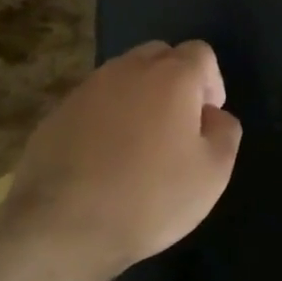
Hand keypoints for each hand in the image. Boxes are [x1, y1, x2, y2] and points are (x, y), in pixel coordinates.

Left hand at [1, 40, 240, 276]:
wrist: (62, 227)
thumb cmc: (150, 197)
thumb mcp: (213, 173)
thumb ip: (225, 132)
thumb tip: (212, 115)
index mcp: (171, 76)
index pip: (201, 53)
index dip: (212, 83)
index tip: (206, 121)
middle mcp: (127, 70)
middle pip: (160, 55)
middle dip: (175, 82)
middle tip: (177, 127)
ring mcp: (86, 89)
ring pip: (124, 77)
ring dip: (139, 98)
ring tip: (140, 144)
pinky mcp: (56, 113)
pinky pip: (95, 102)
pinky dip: (107, 118)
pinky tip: (105, 159)